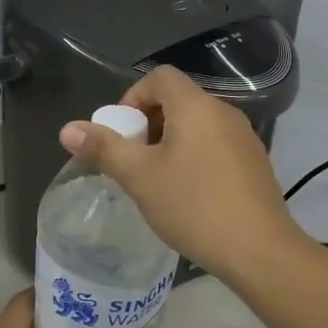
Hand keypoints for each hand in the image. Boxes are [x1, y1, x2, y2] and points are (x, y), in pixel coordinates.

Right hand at [57, 65, 303, 281]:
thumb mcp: (140, 177)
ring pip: (197, 125)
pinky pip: (216, 145)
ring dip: (171, 142)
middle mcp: (224, 112)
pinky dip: (194, 156)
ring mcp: (245, 137)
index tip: (122, 133)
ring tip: (157, 180)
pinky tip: (188, 194)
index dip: (133, 97)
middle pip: (178, 100)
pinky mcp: (255, 162)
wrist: (259, 250)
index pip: (160, 77)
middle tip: (134, 160)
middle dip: (149, 123)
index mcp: (196, 106)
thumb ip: (103, 148)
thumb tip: (68, 129)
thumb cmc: (193, 206)